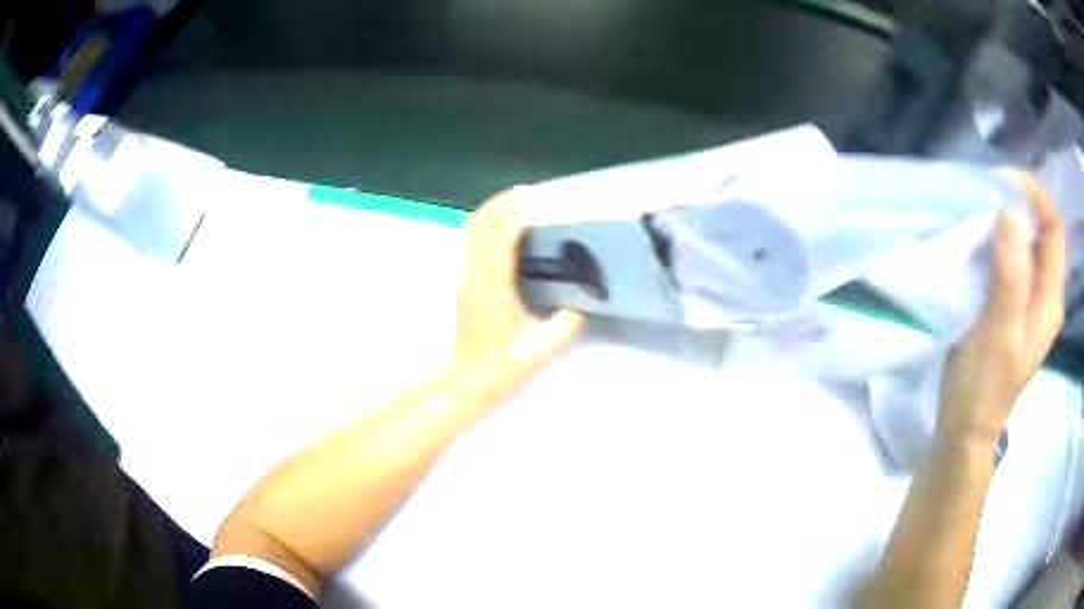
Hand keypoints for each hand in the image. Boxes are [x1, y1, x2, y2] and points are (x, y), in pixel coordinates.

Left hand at [452, 189, 583, 395]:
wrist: (467, 380)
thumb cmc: (502, 367)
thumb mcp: (540, 350)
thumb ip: (565, 326)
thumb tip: (582, 306)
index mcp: (494, 290)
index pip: (501, 240)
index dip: (515, 215)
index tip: (534, 200)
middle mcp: (474, 277)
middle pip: (480, 226)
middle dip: (501, 203)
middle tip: (527, 192)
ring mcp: (464, 278)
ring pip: (470, 232)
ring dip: (490, 211)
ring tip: (514, 202)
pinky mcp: (462, 283)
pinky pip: (470, 243)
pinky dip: (485, 225)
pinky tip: (502, 228)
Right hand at [937, 172, 1065, 446]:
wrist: (964, 429)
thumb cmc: (984, 388)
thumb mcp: (1000, 335)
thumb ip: (1010, 277)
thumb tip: (1009, 213)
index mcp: (1050, 299)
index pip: (1054, 227)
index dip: (1035, 196)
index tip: (1003, 180)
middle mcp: (1044, 292)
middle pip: (1041, 229)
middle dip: (1019, 202)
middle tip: (987, 192)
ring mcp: (1027, 298)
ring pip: (1025, 240)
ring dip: (1006, 218)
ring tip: (979, 209)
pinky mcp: (1009, 302)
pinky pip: (1009, 257)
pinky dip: (995, 239)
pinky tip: (977, 238)